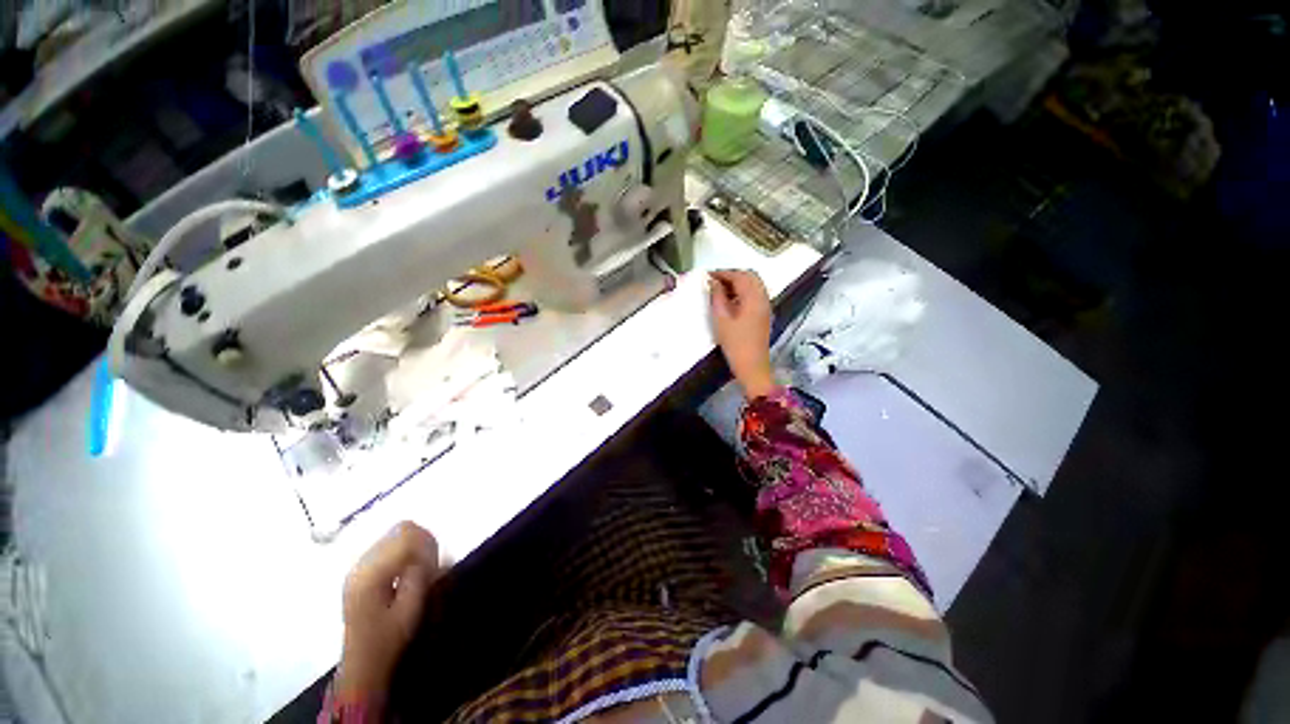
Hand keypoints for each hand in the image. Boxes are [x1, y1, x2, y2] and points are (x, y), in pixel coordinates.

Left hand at [335, 522, 440, 706]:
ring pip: (396, 534)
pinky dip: (405, 550)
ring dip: (415, 545)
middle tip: (432, 565)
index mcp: (372, 573)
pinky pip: (389, 544)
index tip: (436, 566)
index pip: (407, 536)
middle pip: (401, 529)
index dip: (429, 545)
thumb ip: (421, 574)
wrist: (362, 663)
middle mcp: (362, 563)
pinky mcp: (362, 570)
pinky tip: (408, 571)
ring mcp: (359, 566)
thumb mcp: (411, 609)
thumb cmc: (388, 639)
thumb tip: (433, 550)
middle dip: (423, 541)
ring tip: (421, 569)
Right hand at [709, 269, 776, 398]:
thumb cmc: (735, 344)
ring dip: (737, 283)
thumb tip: (713, 283)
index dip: (723, 273)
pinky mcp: (763, 315)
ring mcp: (765, 306)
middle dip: (731, 275)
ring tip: (719, 290)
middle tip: (713, 281)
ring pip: (753, 285)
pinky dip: (742, 292)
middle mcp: (763, 298)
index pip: (739, 275)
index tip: (707, 275)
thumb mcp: (721, 319)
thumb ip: (717, 297)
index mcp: (753, 297)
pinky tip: (729, 301)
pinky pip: (754, 295)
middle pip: (750, 276)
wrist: (752, 366)